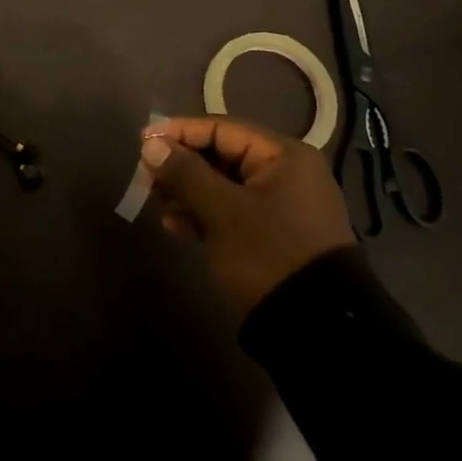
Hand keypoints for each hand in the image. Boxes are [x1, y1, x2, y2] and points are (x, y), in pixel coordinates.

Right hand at [140, 117, 355, 313]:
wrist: (318, 331)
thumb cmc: (270, 255)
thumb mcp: (223, 212)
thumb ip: (185, 173)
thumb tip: (151, 145)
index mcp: (283, 155)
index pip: (221, 128)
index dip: (179, 133)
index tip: (143, 143)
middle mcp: (285, 172)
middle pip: (221, 155)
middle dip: (181, 165)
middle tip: (146, 177)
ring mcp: (280, 205)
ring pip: (223, 184)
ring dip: (188, 190)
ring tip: (156, 202)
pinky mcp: (272, 234)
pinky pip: (231, 210)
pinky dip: (203, 213)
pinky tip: (175, 225)